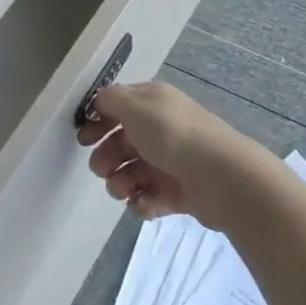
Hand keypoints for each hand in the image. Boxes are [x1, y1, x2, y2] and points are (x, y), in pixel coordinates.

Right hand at [78, 82, 275, 230]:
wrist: (221, 178)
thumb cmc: (173, 135)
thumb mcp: (135, 106)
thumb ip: (110, 100)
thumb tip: (99, 101)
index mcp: (152, 103)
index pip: (117, 107)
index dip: (98, 121)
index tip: (84, 139)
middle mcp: (161, 129)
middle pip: (121, 143)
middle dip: (106, 158)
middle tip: (103, 169)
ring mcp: (170, 161)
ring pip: (131, 172)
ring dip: (120, 183)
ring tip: (125, 191)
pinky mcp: (178, 192)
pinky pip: (149, 197)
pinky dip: (142, 202)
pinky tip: (144, 204)